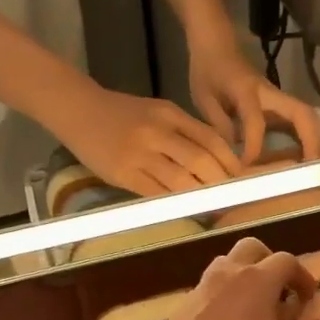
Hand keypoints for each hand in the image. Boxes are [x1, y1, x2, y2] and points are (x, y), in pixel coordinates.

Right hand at [57, 86, 242, 195]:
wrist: (78, 111)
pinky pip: (156, 193)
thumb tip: (214, 161)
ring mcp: (140, 154)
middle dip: (220, 182)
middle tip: (230, 197)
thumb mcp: (157, 112)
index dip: (230, 161)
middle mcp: (158, 132)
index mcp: (170, 114)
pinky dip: (174, 203)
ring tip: (212, 207)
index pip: (211, 139)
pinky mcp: (124, 174)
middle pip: (201, 161)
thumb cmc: (121, 113)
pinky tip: (184, 208)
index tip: (241, 178)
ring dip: (200, 197)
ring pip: (181, 180)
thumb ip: (184, 132)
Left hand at [136, 239, 319, 319]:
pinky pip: (208, 289)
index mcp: (257, 281)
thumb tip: (307, 314)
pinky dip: (223, 297)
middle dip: (270, 263)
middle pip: (251, 249)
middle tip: (280, 293)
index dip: (302, 276)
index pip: (287, 261)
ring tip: (253, 309)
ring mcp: (199, 289)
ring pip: (225, 266)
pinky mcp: (181, 308)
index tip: (308, 298)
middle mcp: (226, 274)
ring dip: (243, 277)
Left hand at [188, 35, 319, 165]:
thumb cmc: (208, 70)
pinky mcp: (279, 103)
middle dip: (310, 141)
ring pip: (306, 117)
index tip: (246, 165)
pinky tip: (304, 158)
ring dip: (314, 140)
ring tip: (314, 166)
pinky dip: (306, 138)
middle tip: (311, 168)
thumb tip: (236, 152)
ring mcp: (278, 97)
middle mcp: (269, 92)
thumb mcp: (204, 98)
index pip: (256, 121)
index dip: (254, 146)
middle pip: (301, 114)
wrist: (217, 44)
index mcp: (246, 90)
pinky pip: (299, 121)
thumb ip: (219, 124)